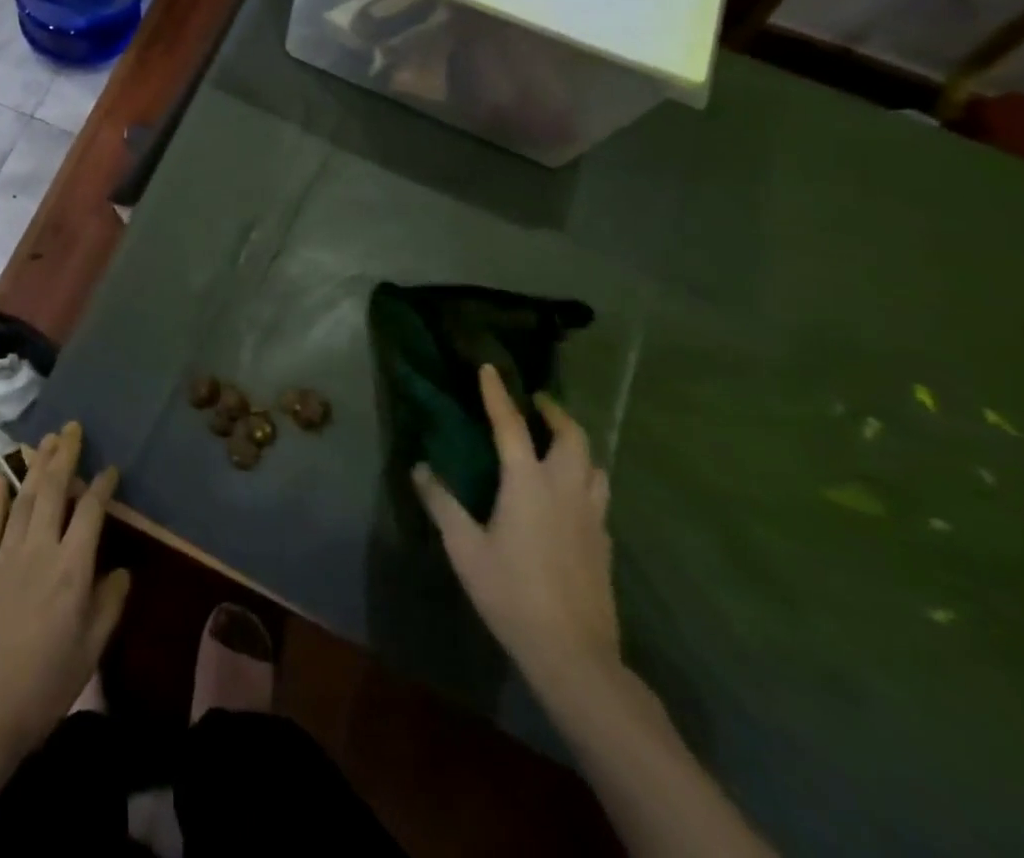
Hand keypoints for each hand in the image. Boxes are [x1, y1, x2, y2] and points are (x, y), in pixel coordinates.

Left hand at [0, 421, 130, 775]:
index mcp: (73, 569)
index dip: (102, 486)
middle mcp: (40, 550)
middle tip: (72, 428)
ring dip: (36, 465)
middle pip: (55, 490)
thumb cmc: (43, 688)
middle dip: (65, 455)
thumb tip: (123, 570)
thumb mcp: (90, 652)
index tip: (110, 468)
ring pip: (25, 497)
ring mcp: (6, 555)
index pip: (91, 512)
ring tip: (46, 439)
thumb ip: (109, 605)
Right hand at [412, 365, 619, 695]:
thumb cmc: (511, 593)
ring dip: (576, 444)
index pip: (511, 425)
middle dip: (555, 412)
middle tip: (536, 402)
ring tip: (557, 443)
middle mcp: (565, 489)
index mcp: (528, 483)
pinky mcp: (604, 543)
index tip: (490, 368)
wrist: (574, 655)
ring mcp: (592, 517)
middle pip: (572, 437)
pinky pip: (599, 494)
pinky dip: (585, 478)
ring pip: (594, 465)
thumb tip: (419, 468)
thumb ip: (442, 503)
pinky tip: (569, 495)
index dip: (497, 394)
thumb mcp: (465, 548)